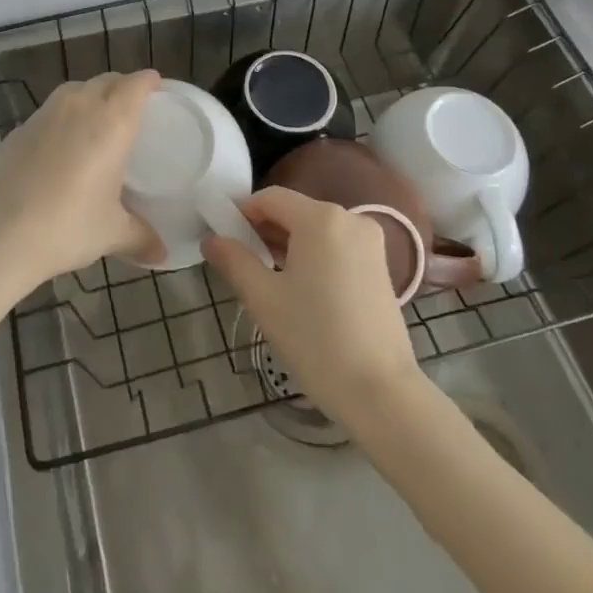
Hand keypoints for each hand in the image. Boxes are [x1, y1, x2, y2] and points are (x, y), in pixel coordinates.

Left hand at [0, 71, 163, 286]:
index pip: (136, 84)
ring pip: (74, 90)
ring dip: (90, 95)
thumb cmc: (68, 226)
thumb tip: (161, 254)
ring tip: (96, 121)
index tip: (158, 87)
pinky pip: (49, 111)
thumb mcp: (112, 234)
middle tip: (132, 107)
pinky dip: (62, 118)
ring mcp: (44, 115)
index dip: (148, 81)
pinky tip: (60, 145)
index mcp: (111, 122)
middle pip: (106, 80)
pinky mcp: (18, 130)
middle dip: (122, 87)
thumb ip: (141, 238)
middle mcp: (79, 106)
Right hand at [204, 186, 422, 419]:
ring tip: (265, 278)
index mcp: (321, 218)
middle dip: (263, 230)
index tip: (222, 238)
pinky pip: (335, 246)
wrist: (381, 394)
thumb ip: (234, 260)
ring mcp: (370, 242)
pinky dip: (312, 256)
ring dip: (287, 244)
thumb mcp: (264, 299)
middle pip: (294, 211)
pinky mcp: (380, 266)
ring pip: (315, 230)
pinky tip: (298, 288)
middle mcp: (350, 218)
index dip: (241, 213)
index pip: (270, 198)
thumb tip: (212, 239)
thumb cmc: (316, 340)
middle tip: (238, 262)